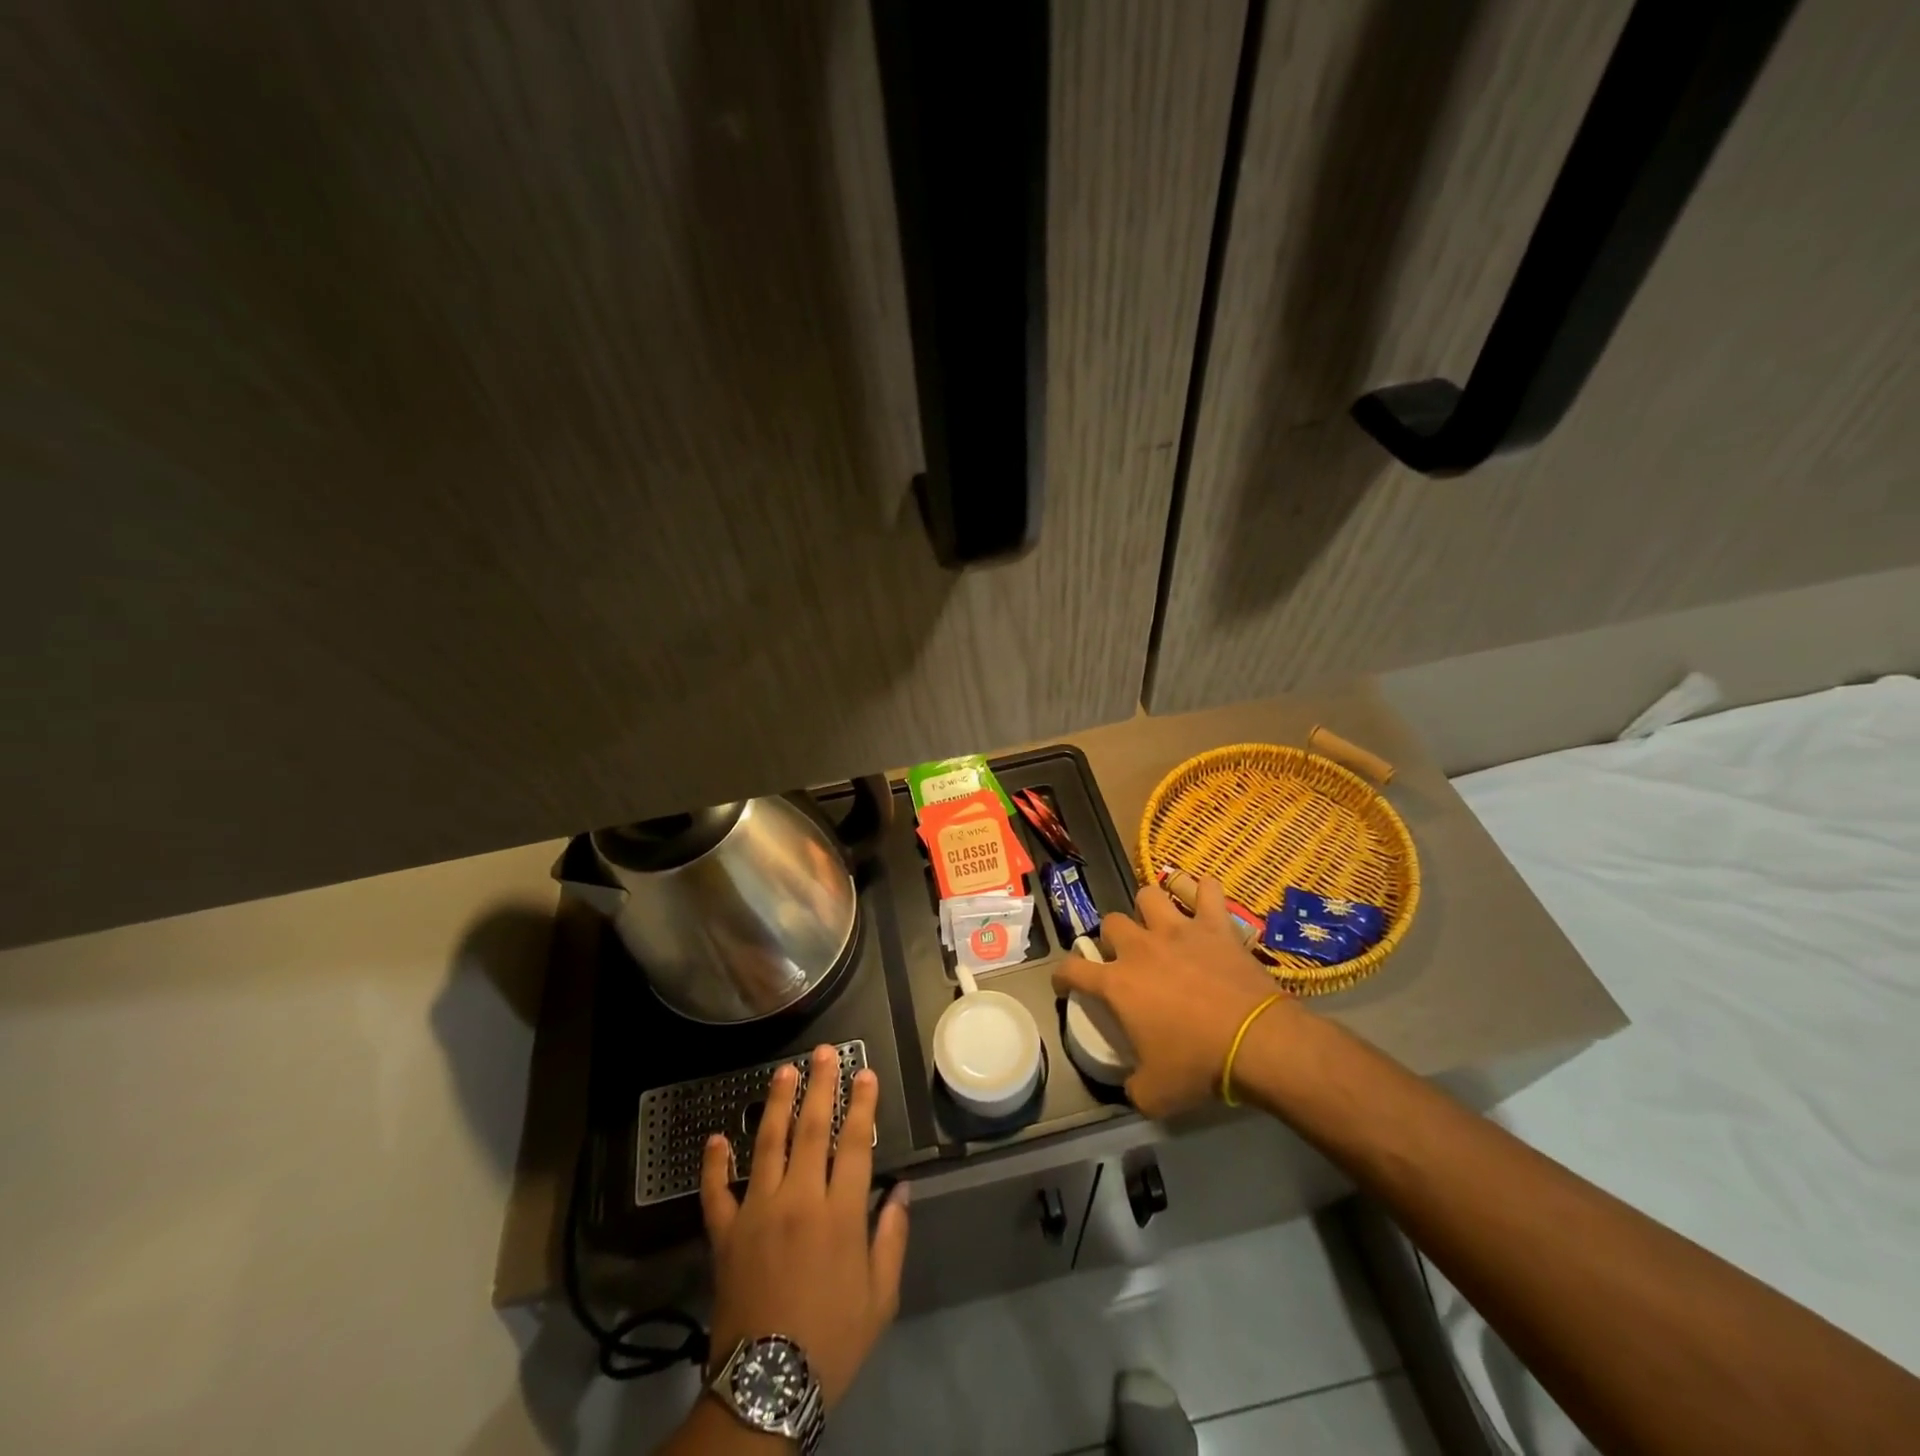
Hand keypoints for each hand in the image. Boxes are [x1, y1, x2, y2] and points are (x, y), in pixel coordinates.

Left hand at [700, 1044, 909, 1409]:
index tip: (865, 1073)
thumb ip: (892, 1236)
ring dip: (776, 1103)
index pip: (854, 1143)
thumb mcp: (880, 1296)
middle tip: (824, 1053)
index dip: (862, 1105)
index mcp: (840, 1214)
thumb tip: (900, 1188)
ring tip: (784, 1071)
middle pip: (811, 1129)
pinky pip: (716, 1191)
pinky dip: (714, 1163)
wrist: (767, 1388)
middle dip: (821, 1086)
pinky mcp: (725, 1233)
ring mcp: (757, 1212)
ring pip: (767, 1144)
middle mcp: (798, 1200)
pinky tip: (715, 1138)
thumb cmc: (833, 1340)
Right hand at [1051, 878, 1300, 1117]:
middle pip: (1111, 923)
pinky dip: (1202, 890)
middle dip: (1112, 938)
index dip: (1063, 975)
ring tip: (1158, 925)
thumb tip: (1130, 1085)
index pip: (1073, 969)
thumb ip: (1132, 1085)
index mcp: (1117, 984)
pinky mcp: (1215, 925)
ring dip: (1149, 909)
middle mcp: (1140, 948)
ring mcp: (1178, 930)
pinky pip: (1206, 890)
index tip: (1065, 982)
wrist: (1257, 1043)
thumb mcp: (1154, 1094)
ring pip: (1148, 896)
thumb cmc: (1199, 1066)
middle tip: (1125, 957)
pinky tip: (1202, 897)